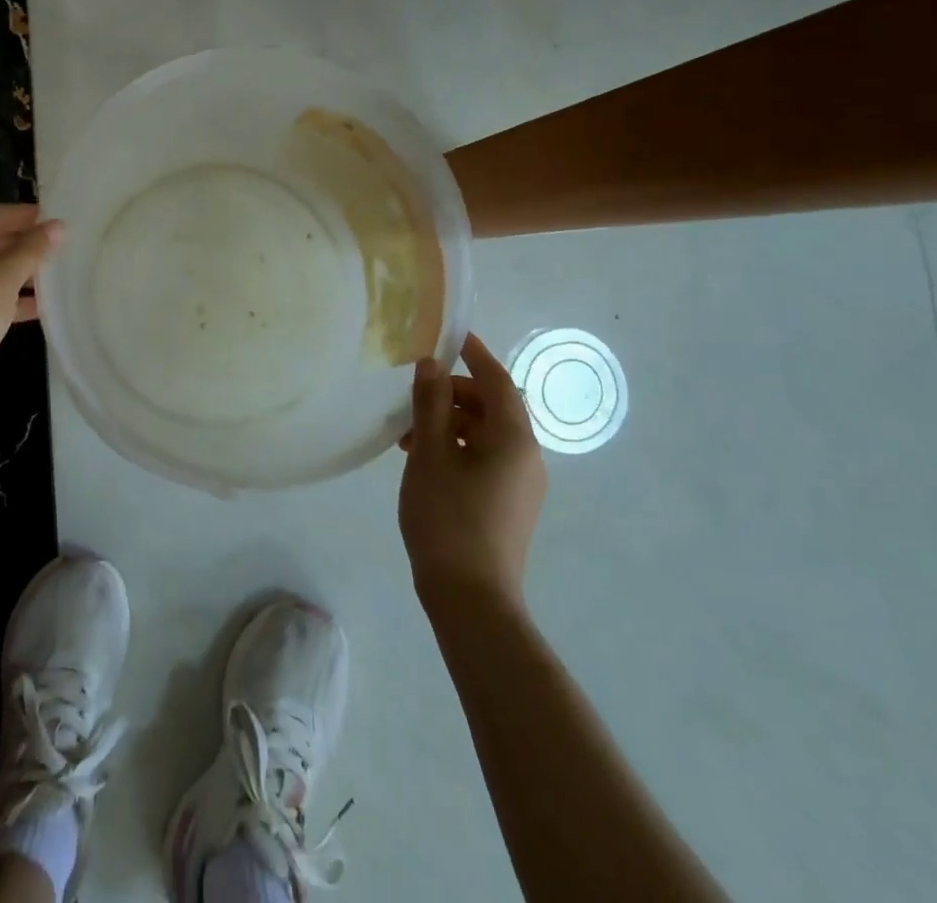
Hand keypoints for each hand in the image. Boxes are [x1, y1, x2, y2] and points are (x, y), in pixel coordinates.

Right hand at [399, 332, 546, 609]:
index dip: (473, 354)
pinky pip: (486, 458)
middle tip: (413, 399)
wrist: (471, 600)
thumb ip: (430, 405)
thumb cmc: (448, 519)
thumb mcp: (430, 455)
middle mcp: (527, 456)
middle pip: (492, 406)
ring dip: (450, 423)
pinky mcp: (511, 504)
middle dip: (452, 395)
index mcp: (513, 438)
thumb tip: (432, 365)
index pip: (497, 380)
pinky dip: (458, 447)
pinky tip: (424, 461)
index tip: (449, 335)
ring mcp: (522, 483)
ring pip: (486, 433)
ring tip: (408, 436)